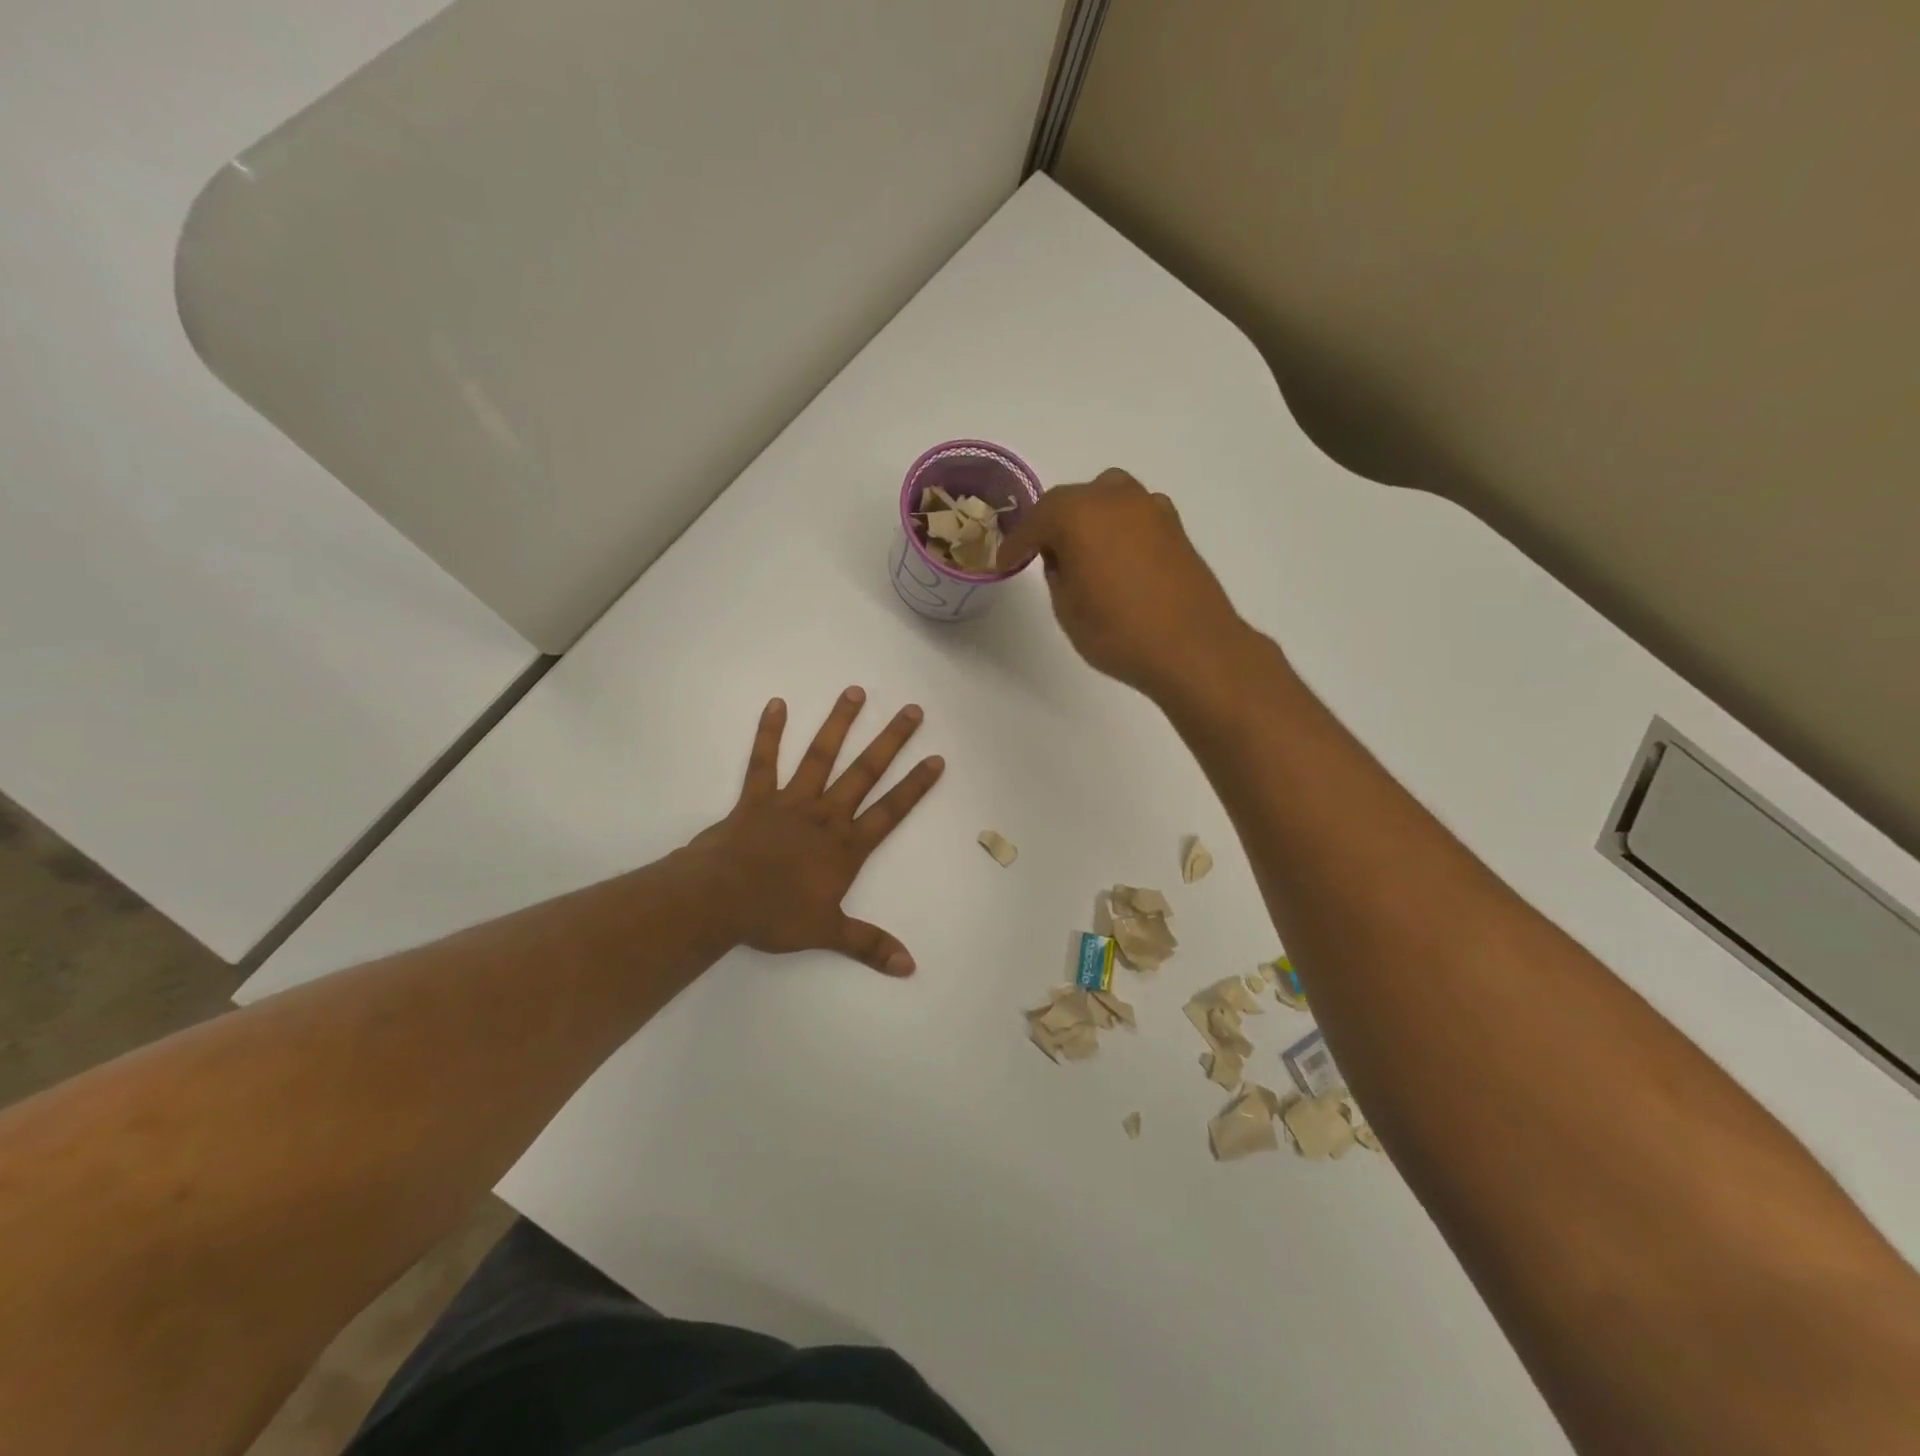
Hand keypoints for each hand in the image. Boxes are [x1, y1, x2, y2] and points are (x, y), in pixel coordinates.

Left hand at [690, 688, 944, 975]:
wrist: (719, 900)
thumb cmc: (775, 915)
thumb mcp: (827, 933)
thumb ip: (869, 945)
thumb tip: (910, 967)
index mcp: (845, 846)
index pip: (890, 811)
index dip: (915, 785)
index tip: (937, 758)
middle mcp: (825, 815)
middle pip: (865, 772)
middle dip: (891, 741)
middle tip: (912, 710)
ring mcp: (791, 801)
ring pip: (820, 756)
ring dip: (839, 724)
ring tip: (855, 691)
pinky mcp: (756, 797)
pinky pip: (764, 760)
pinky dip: (769, 733)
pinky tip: (776, 704)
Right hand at [1002, 469, 1249, 700]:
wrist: (1192, 648)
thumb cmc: (1118, 632)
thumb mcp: (1067, 609)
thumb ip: (1057, 574)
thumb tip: (1064, 558)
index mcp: (1078, 513)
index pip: (1036, 520)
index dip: (1017, 543)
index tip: (1005, 561)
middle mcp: (1115, 498)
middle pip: (1072, 500)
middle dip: (1053, 524)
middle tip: (1041, 553)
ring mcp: (1151, 508)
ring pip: (1107, 499)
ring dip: (1089, 519)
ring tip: (1082, 553)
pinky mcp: (1175, 527)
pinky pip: (1134, 517)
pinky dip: (1119, 529)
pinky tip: (1117, 558)